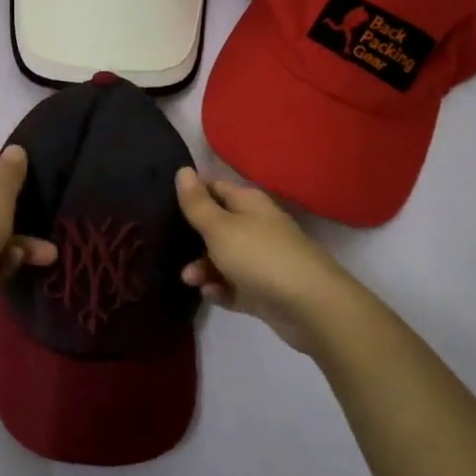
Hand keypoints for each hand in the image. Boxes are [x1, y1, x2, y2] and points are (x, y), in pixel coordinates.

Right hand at [174, 168, 365, 355]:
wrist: (310, 305)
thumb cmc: (260, 256)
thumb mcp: (220, 227)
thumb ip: (197, 203)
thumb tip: (182, 170)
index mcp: (249, 204)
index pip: (216, 188)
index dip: (192, 194)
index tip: (165, 204)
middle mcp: (256, 226)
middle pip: (217, 227)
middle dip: (193, 239)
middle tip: (172, 248)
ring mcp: (261, 259)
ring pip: (223, 259)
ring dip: (203, 268)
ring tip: (191, 280)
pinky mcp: (263, 290)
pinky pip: (234, 286)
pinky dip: (220, 289)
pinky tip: (211, 295)